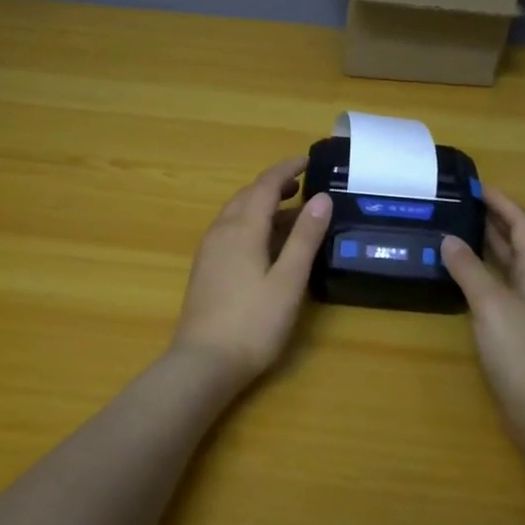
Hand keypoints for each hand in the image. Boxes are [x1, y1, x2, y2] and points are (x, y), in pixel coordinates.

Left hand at [170, 156, 333, 389]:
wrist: (203, 364)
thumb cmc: (252, 323)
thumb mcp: (288, 281)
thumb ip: (305, 238)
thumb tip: (321, 198)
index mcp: (242, 228)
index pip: (265, 185)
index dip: (287, 169)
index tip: (309, 161)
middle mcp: (221, 231)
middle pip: (247, 195)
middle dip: (274, 185)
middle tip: (302, 184)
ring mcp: (209, 250)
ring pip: (236, 213)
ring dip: (262, 204)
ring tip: (290, 210)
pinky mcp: (205, 269)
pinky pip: (229, 230)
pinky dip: (251, 222)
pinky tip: (265, 242)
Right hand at [441, 185, 524, 440]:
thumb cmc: (522, 350)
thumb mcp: (490, 303)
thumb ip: (468, 269)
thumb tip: (449, 239)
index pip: (522, 223)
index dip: (501, 202)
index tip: (476, 187)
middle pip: (520, 243)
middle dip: (493, 222)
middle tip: (460, 207)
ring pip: (512, 267)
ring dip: (489, 249)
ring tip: (457, 234)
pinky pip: (507, 289)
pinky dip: (487, 276)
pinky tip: (466, 281)